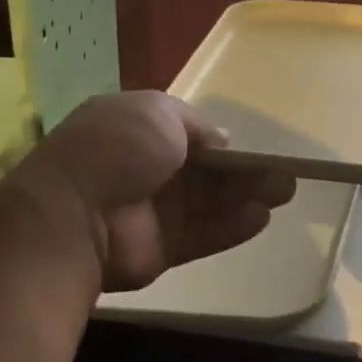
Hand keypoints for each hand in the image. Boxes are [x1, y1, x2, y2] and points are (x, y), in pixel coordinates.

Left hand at [5, 91, 295, 290]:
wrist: (76, 215)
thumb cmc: (118, 149)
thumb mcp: (158, 113)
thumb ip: (196, 125)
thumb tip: (222, 142)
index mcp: (137, 130)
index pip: (188, 134)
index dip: (221, 142)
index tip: (256, 148)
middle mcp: (145, 169)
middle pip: (204, 171)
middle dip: (245, 172)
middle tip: (285, 175)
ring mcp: (152, 211)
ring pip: (209, 203)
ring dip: (246, 197)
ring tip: (284, 194)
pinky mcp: (160, 248)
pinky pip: (202, 235)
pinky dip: (231, 227)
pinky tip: (262, 219)